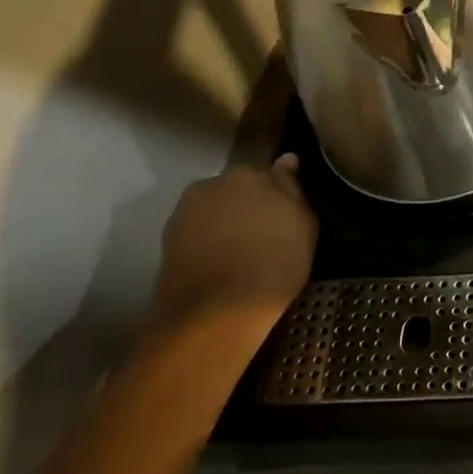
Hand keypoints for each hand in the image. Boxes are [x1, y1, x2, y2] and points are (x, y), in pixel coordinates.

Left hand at [155, 156, 317, 332]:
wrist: (215, 313)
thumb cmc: (274, 266)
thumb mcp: (304, 227)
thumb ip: (293, 189)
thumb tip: (287, 160)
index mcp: (252, 174)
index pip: (273, 173)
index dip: (281, 196)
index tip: (287, 216)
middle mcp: (216, 182)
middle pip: (241, 187)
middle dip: (252, 203)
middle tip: (266, 235)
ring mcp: (188, 208)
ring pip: (218, 207)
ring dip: (229, 220)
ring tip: (241, 251)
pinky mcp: (169, 236)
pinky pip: (199, 228)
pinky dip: (209, 238)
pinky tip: (220, 262)